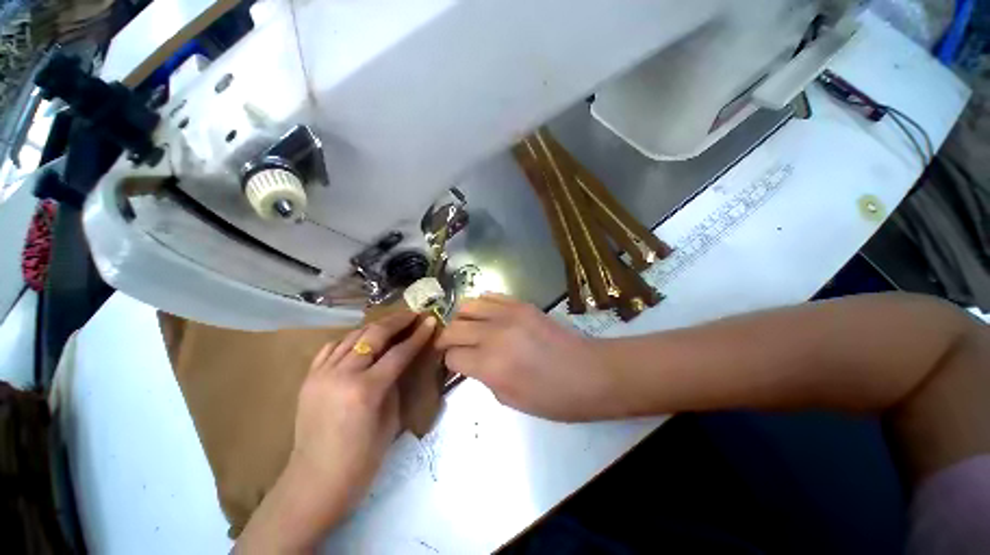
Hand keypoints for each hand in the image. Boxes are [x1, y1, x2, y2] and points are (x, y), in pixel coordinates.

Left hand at [238, 311, 435, 552]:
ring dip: (375, 326)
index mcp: (366, 390)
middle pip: (374, 335)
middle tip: (413, 314)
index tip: (431, 320)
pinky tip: (361, 339)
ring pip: (352, 336)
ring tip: (392, 322)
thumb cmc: (362, 460)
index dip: (418, 335)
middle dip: (397, 321)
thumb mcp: (391, 420)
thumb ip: (395, 384)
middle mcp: (342, 375)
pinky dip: (350, 339)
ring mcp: (321, 374)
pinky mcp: (309, 378)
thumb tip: (402, 360)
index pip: (399, 352)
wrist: (315, 482)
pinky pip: (332, 348)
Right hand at [437, 294, 622, 420]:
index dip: (449, 362)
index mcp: (490, 365)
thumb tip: (471, 361)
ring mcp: (508, 314)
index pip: (451, 356)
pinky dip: (481, 305)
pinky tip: (487, 316)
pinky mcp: (521, 303)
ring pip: (466, 306)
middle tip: (454, 347)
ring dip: (461, 319)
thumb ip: (483, 377)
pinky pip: (490, 295)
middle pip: (452, 328)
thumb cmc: (552, 397)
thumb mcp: (510, 399)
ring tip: (469, 329)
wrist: (589, 372)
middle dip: (447, 339)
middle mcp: (493, 335)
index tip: (455, 365)